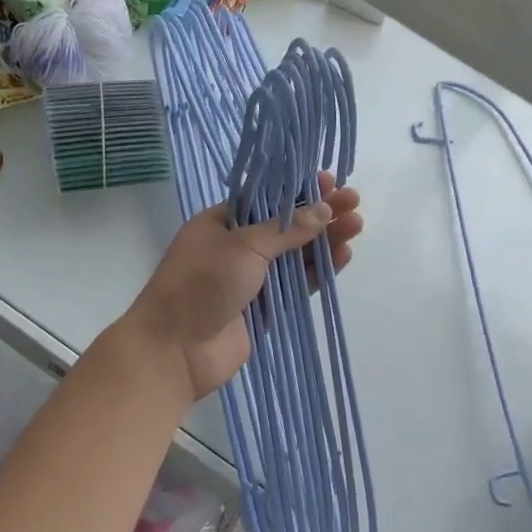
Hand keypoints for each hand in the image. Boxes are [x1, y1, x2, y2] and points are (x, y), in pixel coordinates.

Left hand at [126, 173, 363, 403]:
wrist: (174, 351)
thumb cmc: (201, 284)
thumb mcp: (243, 246)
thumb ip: (286, 229)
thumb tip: (323, 210)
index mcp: (221, 222)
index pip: (266, 198)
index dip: (298, 189)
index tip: (329, 181)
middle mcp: (237, 246)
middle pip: (286, 224)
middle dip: (319, 213)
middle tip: (353, 201)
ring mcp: (252, 278)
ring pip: (296, 254)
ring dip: (325, 240)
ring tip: (357, 225)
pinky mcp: (266, 307)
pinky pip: (297, 284)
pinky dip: (319, 270)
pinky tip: (343, 256)